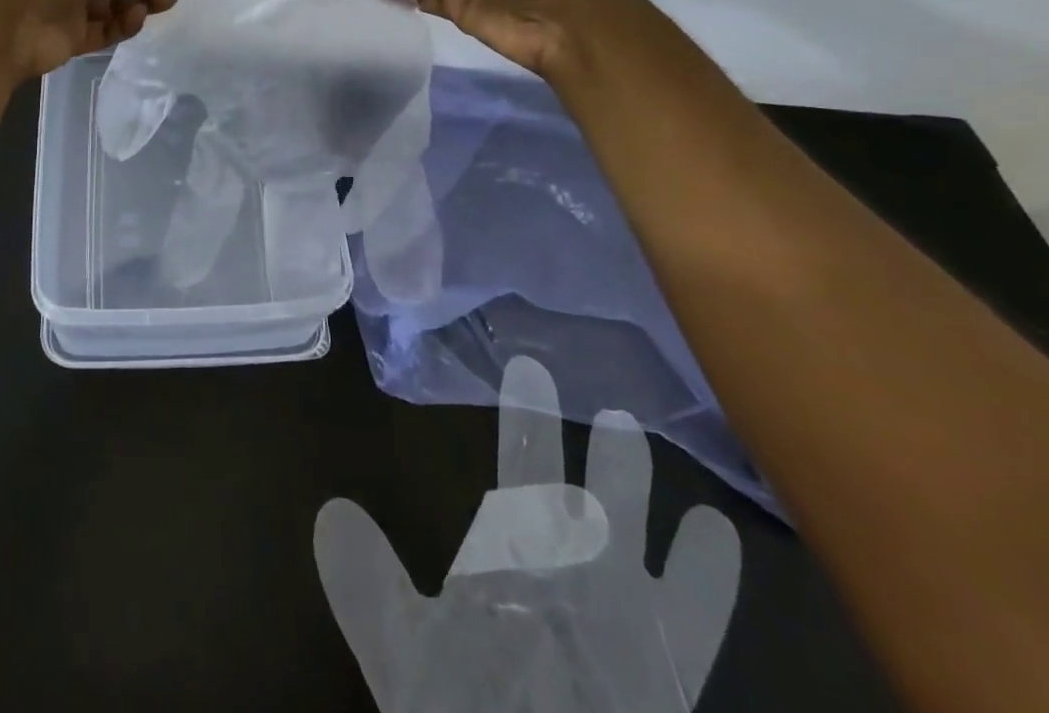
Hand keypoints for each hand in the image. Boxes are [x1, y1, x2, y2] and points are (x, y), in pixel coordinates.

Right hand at [315, 357, 739, 712]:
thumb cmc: (469, 711)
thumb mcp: (404, 660)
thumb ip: (369, 584)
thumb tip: (331, 509)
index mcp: (518, 567)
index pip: (522, 472)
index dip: (525, 418)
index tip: (529, 370)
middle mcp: (583, 586)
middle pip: (598, 507)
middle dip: (610, 465)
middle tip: (621, 420)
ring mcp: (634, 634)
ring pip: (652, 553)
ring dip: (659, 511)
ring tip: (677, 468)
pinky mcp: (667, 677)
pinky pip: (697, 619)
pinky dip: (707, 575)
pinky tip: (717, 539)